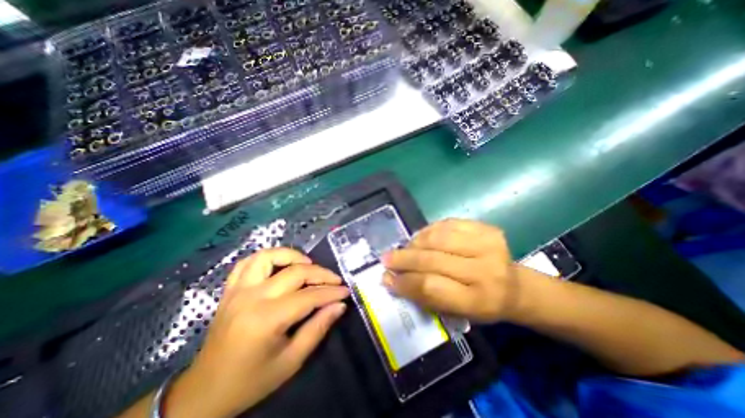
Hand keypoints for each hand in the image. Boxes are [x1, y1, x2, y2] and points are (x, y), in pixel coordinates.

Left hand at [165, 248, 348, 417]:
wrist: (204, 392)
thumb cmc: (252, 380)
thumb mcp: (291, 361)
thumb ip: (318, 328)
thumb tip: (339, 305)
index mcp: (266, 319)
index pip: (308, 296)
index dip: (331, 292)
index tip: (346, 291)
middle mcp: (251, 298)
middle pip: (295, 272)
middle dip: (321, 274)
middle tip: (335, 280)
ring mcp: (238, 290)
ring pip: (268, 256)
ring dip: (292, 256)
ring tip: (308, 264)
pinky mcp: (230, 290)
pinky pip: (247, 262)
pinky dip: (267, 257)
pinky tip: (279, 264)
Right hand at [383, 219, 528, 322]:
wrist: (514, 285)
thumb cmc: (481, 304)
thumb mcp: (455, 312)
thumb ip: (423, 296)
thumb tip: (391, 279)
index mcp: (480, 300)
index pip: (431, 287)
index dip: (405, 282)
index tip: (387, 278)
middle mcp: (486, 270)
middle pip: (432, 259)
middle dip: (404, 259)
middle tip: (386, 259)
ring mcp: (487, 244)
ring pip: (437, 238)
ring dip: (414, 243)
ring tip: (404, 249)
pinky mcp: (485, 227)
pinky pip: (446, 224)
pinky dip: (428, 231)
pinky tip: (420, 238)